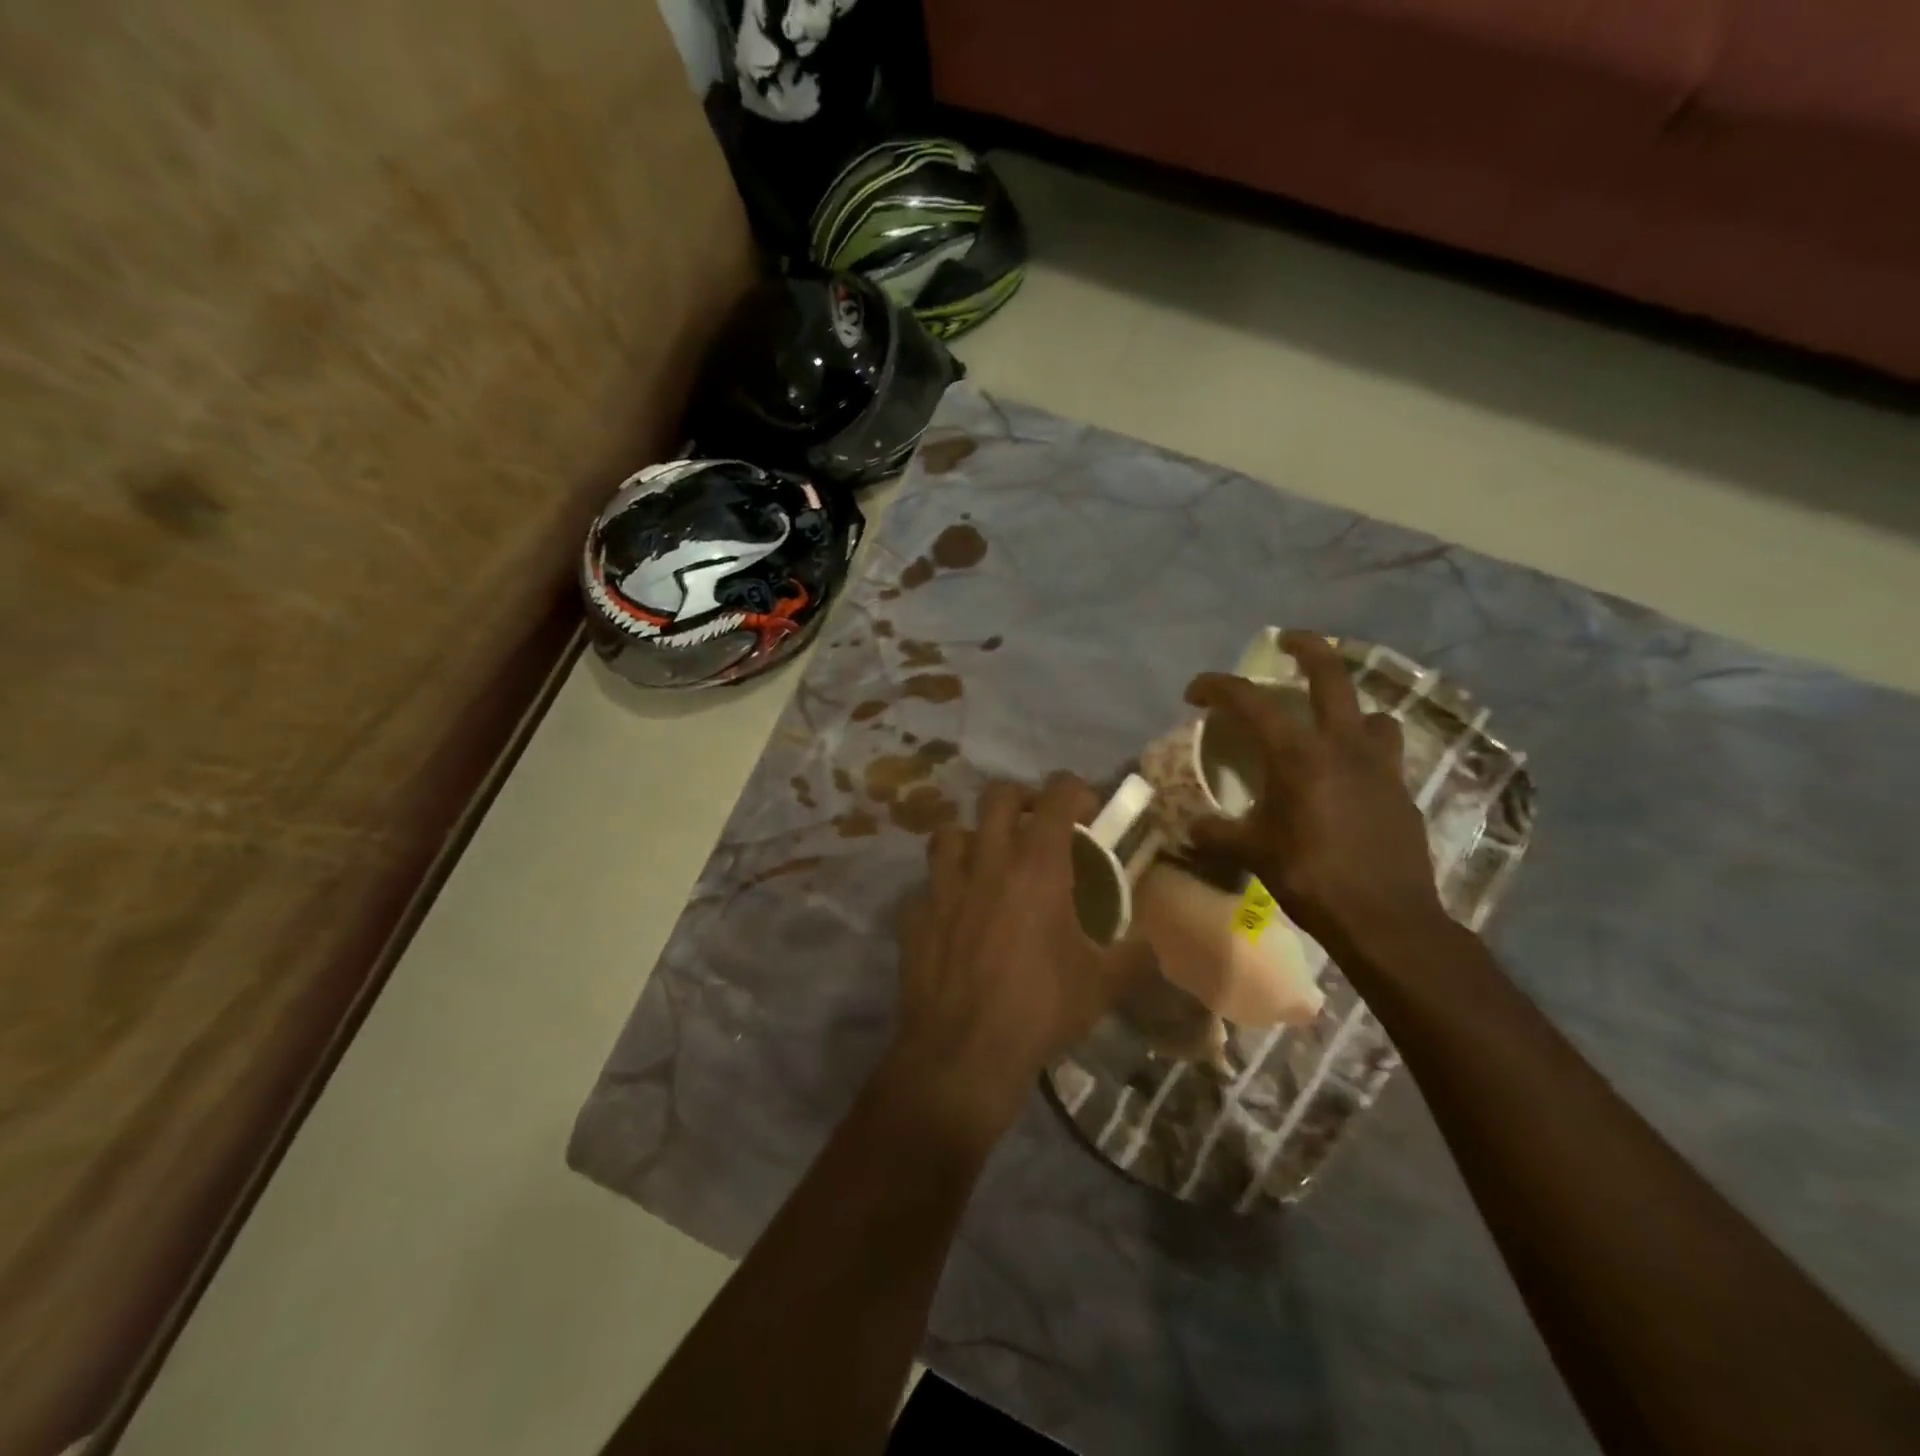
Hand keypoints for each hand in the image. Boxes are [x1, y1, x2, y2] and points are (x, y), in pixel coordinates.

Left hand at [887, 774, 1139, 1139]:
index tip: (1088, 809)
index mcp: (1037, 866)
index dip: (1076, 789)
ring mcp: (943, 885)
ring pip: (951, 833)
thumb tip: (1152, 948)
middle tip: (1036, 825)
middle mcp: (987, 862)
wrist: (964, 1052)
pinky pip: (926, 887)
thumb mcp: (1102, 985)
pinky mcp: (914, 914)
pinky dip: (941, 892)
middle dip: (1021, 798)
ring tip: (986, 863)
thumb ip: (1135, 958)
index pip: (1058, 795)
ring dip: (972, 839)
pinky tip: (953, 916)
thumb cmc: (1040, 1008)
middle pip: (997, 796)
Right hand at [1184, 631, 1443, 958]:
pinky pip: (1385, 753)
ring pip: (1370, 713)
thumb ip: (1217, 834)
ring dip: (1348, 708)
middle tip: (1287, 640)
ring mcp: (1381, 765)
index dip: (1218, 687)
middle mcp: (1343, 746)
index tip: (1194, 692)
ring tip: (1329, 724)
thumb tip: (1190, 828)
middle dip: (1307, 647)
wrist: (1387, 919)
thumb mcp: (1253, 853)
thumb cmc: (1312, 877)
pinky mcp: (1402, 790)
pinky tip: (1349, 779)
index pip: (1252, 701)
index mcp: (1299, 755)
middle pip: (1331, 674)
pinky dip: (1365, 752)